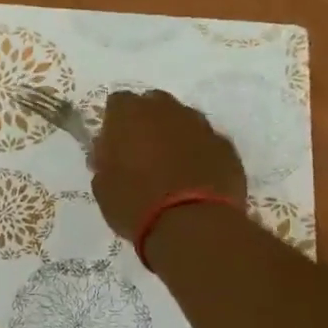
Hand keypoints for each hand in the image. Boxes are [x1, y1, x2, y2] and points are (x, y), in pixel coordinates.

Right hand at [89, 89, 247, 238]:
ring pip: (184, 121)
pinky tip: (196, 179)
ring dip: (176, 136)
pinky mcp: (225, 146)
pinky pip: (207, 143)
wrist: (192, 224)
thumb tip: (109, 153)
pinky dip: (200, 154)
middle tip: (142, 153)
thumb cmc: (135, 203)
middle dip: (148, 122)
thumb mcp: (102, 185)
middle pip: (154, 104)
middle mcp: (166, 109)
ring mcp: (200, 125)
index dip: (115, 122)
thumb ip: (104, 160)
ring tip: (171, 168)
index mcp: (129, 114)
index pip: (118, 102)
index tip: (113, 144)